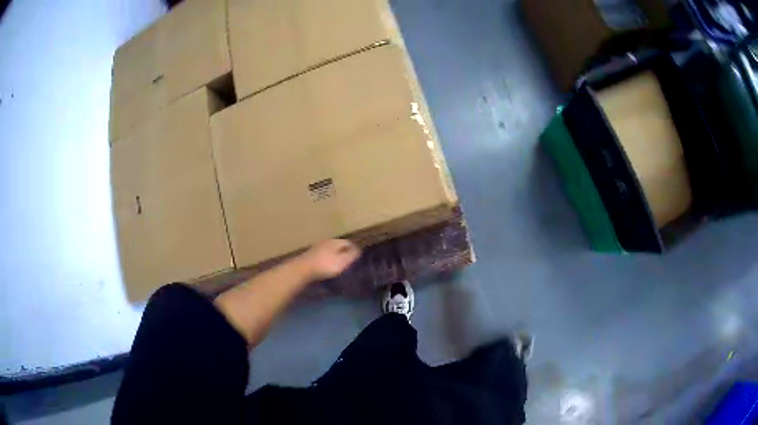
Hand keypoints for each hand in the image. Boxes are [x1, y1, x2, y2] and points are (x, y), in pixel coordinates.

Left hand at [301, 239, 360, 280]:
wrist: (302, 270)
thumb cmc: (325, 265)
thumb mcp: (342, 261)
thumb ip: (352, 255)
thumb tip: (359, 249)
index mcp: (335, 241)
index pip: (349, 242)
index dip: (355, 250)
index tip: (358, 259)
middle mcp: (326, 242)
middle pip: (338, 246)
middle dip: (344, 253)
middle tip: (349, 263)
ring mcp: (317, 248)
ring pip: (330, 251)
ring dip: (335, 257)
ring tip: (339, 266)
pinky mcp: (310, 256)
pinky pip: (323, 256)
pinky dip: (326, 260)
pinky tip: (327, 267)